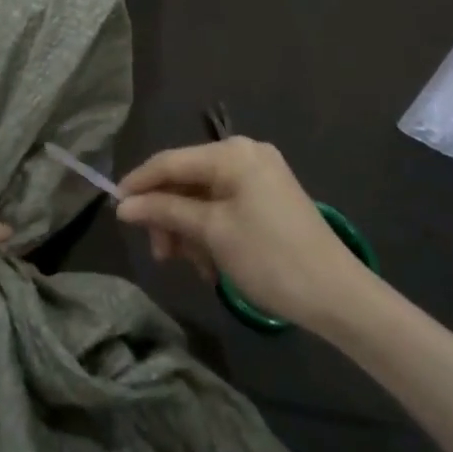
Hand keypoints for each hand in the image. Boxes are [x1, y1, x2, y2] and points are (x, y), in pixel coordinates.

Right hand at [116, 137, 367, 330]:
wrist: (338, 297)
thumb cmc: (270, 258)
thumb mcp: (211, 233)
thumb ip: (165, 211)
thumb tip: (123, 205)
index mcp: (232, 154)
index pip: (169, 162)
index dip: (138, 184)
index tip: (114, 210)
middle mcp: (244, 155)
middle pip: (185, 180)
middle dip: (168, 216)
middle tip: (159, 253)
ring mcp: (258, 177)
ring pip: (201, 198)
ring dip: (187, 230)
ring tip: (188, 265)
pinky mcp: (266, 199)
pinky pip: (222, 208)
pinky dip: (208, 233)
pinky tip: (208, 264)